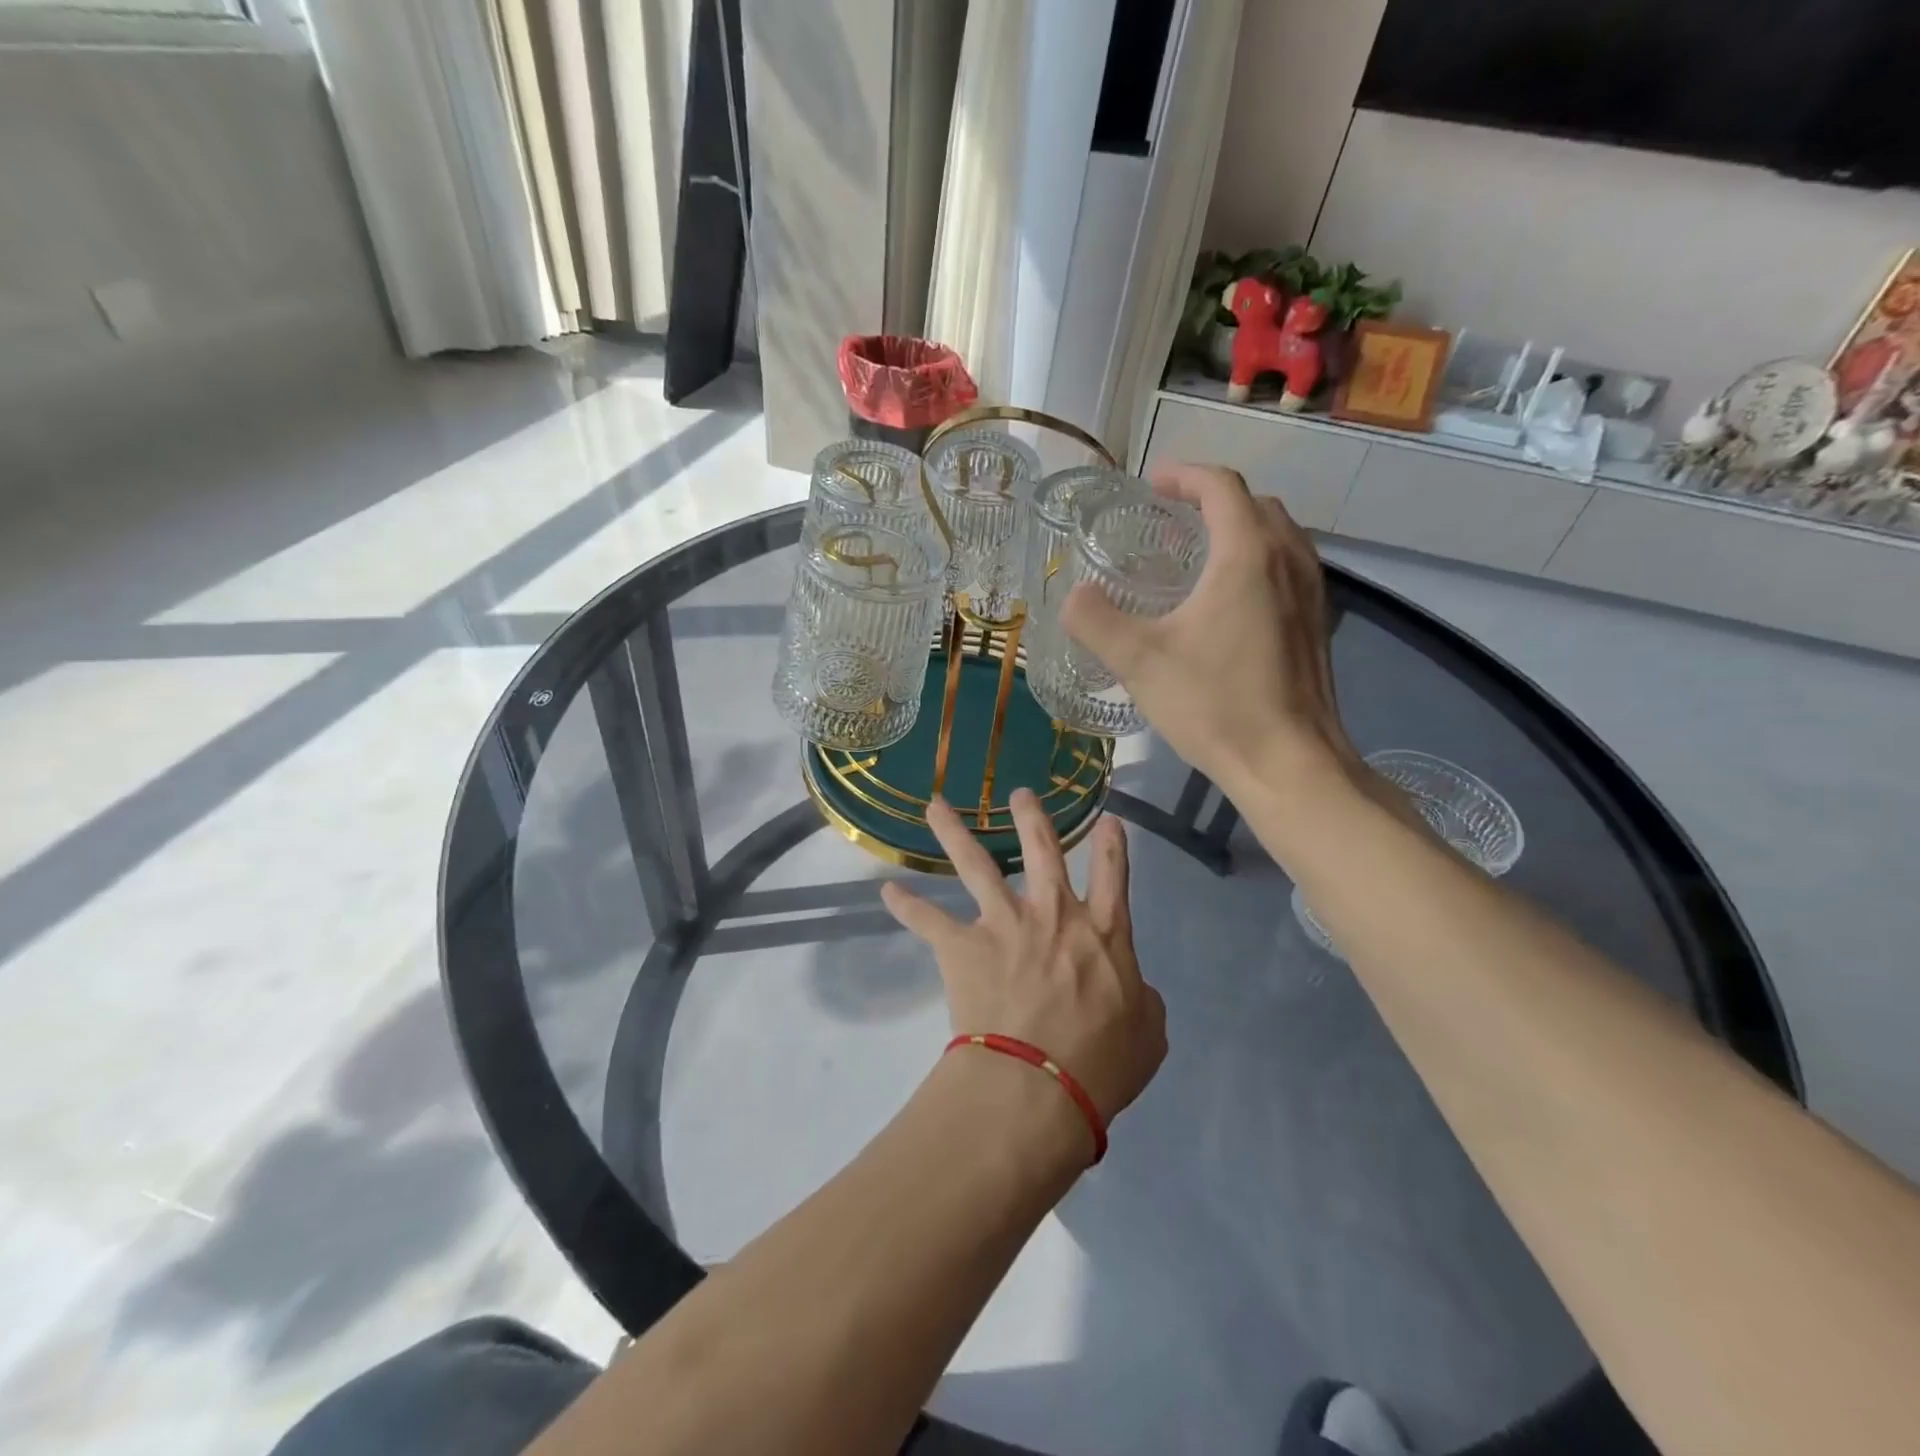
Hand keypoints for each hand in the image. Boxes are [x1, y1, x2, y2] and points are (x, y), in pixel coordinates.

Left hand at [879, 792, 1165, 1128]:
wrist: (1038, 1085)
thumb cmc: (1101, 1065)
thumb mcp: (1148, 1035)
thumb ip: (1143, 1000)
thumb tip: (1135, 988)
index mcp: (1103, 933)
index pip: (1113, 875)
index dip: (1112, 845)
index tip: (1107, 820)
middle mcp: (1053, 914)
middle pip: (1042, 850)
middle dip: (1031, 817)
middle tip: (1019, 793)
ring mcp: (1004, 924)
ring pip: (976, 865)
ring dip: (954, 832)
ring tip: (935, 805)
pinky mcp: (964, 946)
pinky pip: (928, 920)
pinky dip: (907, 906)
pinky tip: (887, 891)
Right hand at [1060, 463, 1358, 796]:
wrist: (1289, 762)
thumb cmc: (1215, 704)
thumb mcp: (1138, 661)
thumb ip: (1095, 620)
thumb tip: (1073, 597)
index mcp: (1248, 554)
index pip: (1221, 486)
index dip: (1183, 475)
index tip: (1151, 484)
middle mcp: (1289, 559)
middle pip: (1254, 504)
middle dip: (1211, 498)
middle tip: (1170, 517)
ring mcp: (1312, 592)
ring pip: (1277, 535)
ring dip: (1238, 527)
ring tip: (1197, 552)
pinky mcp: (1317, 624)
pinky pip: (1287, 567)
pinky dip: (1257, 559)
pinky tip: (1228, 601)